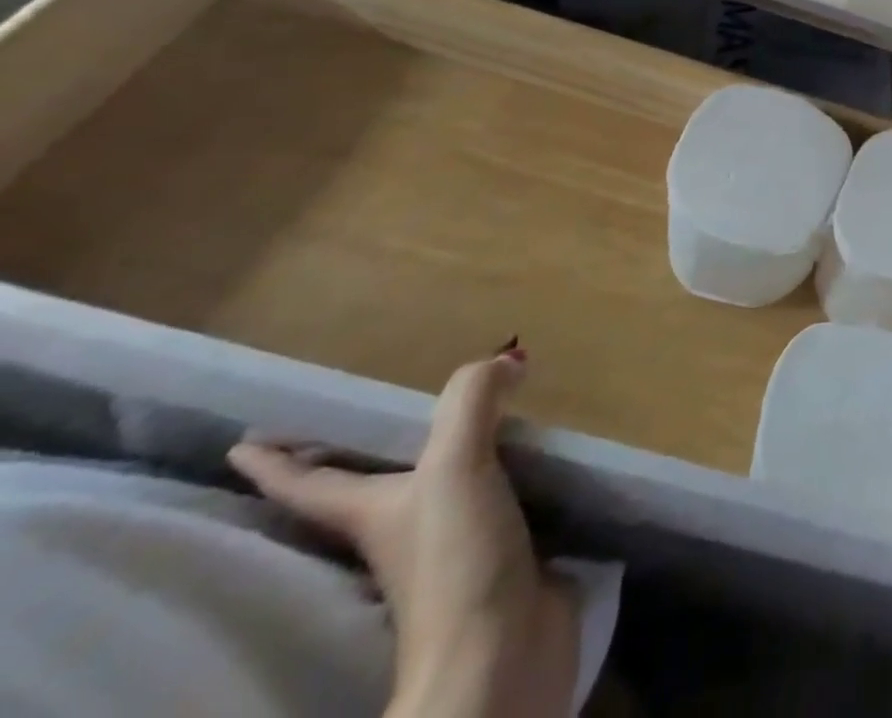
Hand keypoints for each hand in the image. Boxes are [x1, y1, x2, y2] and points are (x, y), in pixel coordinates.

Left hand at [229, 349, 578, 717]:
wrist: (500, 652)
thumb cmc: (455, 559)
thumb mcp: (456, 467)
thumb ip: (473, 401)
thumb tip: (507, 358)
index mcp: (374, 514)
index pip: (311, 485)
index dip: (277, 462)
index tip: (243, 443)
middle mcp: (405, 530)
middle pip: (370, 491)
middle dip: (361, 461)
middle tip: (366, 422)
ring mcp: (454, 546)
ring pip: (439, 494)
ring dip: (447, 463)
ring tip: (472, 426)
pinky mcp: (503, 553)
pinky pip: (500, 501)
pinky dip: (507, 476)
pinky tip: (529, 461)